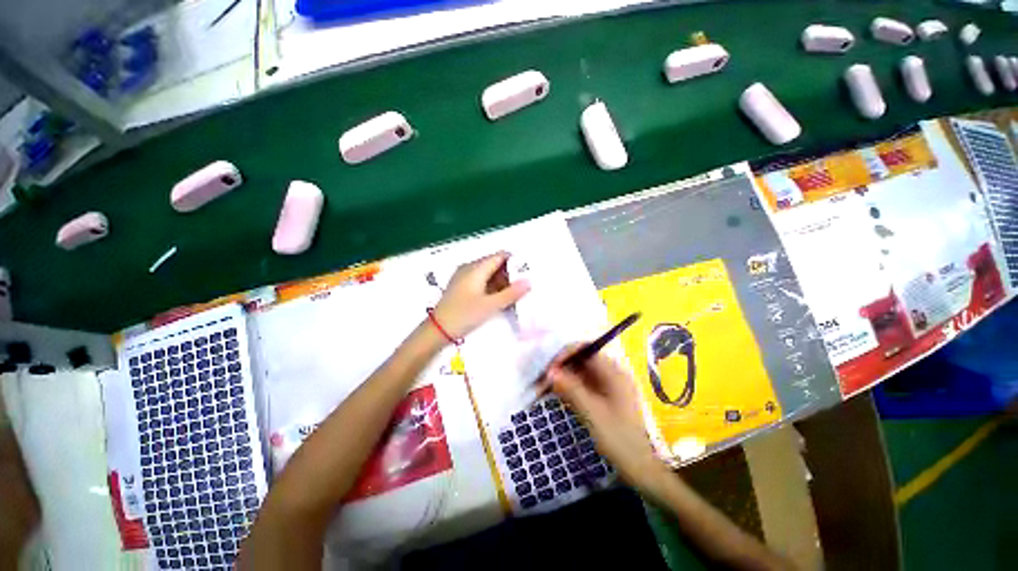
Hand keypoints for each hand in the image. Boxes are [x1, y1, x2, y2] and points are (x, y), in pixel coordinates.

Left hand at [432, 251, 529, 338]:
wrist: (437, 330)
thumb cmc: (464, 315)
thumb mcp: (491, 305)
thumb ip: (511, 293)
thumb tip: (528, 281)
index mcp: (476, 268)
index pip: (500, 256)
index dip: (515, 261)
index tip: (528, 271)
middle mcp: (470, 268)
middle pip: (494, 264)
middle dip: (510, 273)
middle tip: (524, 286)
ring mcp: (464, 277)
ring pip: (488, 274)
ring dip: (501, 282)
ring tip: (515, 293)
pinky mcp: (462, 287)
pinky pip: (481, 281)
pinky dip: (492, 287)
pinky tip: (500, 298)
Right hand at [547, 346, 665, 489]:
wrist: (639, 467)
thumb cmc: (618, 438)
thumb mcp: (592, 412)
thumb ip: (571, 388)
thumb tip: (550, 371)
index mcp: (613, 372)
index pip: (585, 350)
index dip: (565, 354)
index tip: (549, 368)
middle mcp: (611, 373)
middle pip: (581, 360)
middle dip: (561, 366)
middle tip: (543, 379)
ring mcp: (607, 385)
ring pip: (580, 372)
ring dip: (563, 377)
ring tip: (544, 387)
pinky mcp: (603, 396)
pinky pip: (583, 383)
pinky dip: (569, 386)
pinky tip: (557, 393)